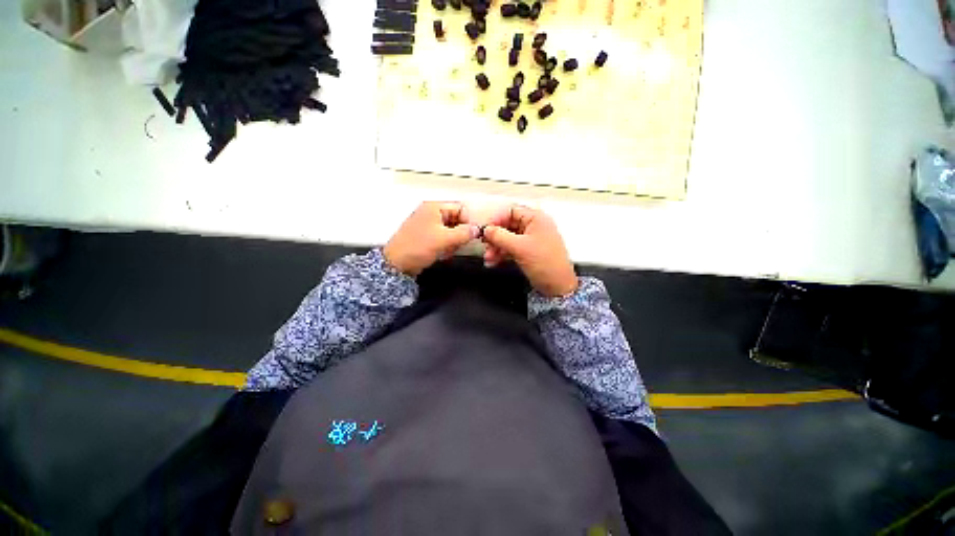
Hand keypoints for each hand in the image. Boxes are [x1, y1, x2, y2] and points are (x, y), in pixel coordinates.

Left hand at [383, 202, 478, 275]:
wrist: (397, 264)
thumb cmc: (417, 247)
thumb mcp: (444, 239)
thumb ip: (463, 233)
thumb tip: (477, 229)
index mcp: (434, 207)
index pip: (460, 208)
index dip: (467, 221)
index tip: (469, 235)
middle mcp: (431, 213)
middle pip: (456, 219)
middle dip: (460, 233)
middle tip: (458, 244)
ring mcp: (428, 225)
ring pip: (451, 230)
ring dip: (454, 241)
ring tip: (448, 250)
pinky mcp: (426, 236)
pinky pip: (443, 238)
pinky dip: (446, 245)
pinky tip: (443, 253)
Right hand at [481, 205, 578, 296]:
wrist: (557, 286)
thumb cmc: (546, 263)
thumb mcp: (519, 247)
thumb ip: (500, 236)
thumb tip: (487, 229)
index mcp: (536, 219)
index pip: (511, 211)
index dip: (497, 219)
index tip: (486, 229)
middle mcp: (534, 226)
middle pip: (508, 225)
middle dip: (495, 237)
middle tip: (485, 244)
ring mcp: (531, 240)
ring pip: (508, 238)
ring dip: (496, 247)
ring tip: (488, 257)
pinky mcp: (529, 252)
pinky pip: (511, 248)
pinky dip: (502, 254)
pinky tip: (493, 261)